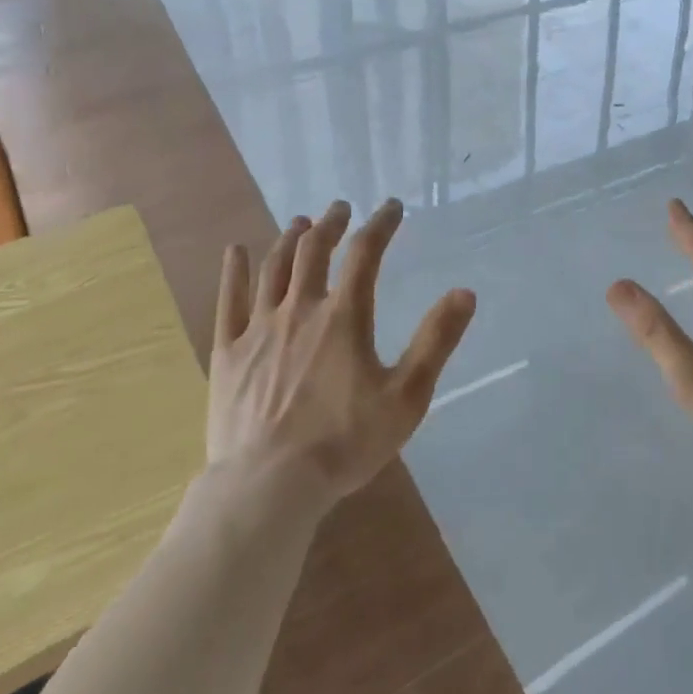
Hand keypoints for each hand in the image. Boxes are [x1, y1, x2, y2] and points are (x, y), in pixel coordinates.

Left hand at [209, 199, 474, 507]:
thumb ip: (435, 342)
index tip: (391, 207)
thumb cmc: (343, 444)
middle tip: (340, 209)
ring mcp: (259, 329)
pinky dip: (233, 272)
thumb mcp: (406, 397)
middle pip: (314, 250)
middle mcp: (300, 310)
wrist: (268, 486)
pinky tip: (234, 251)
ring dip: (290, 239)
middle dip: (330, 224)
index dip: (381, 224)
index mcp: (343, 317)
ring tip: (300, 223)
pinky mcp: (228, 353)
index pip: (365, 253)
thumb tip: (465, 292)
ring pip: (274, 268)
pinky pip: (228, 301)